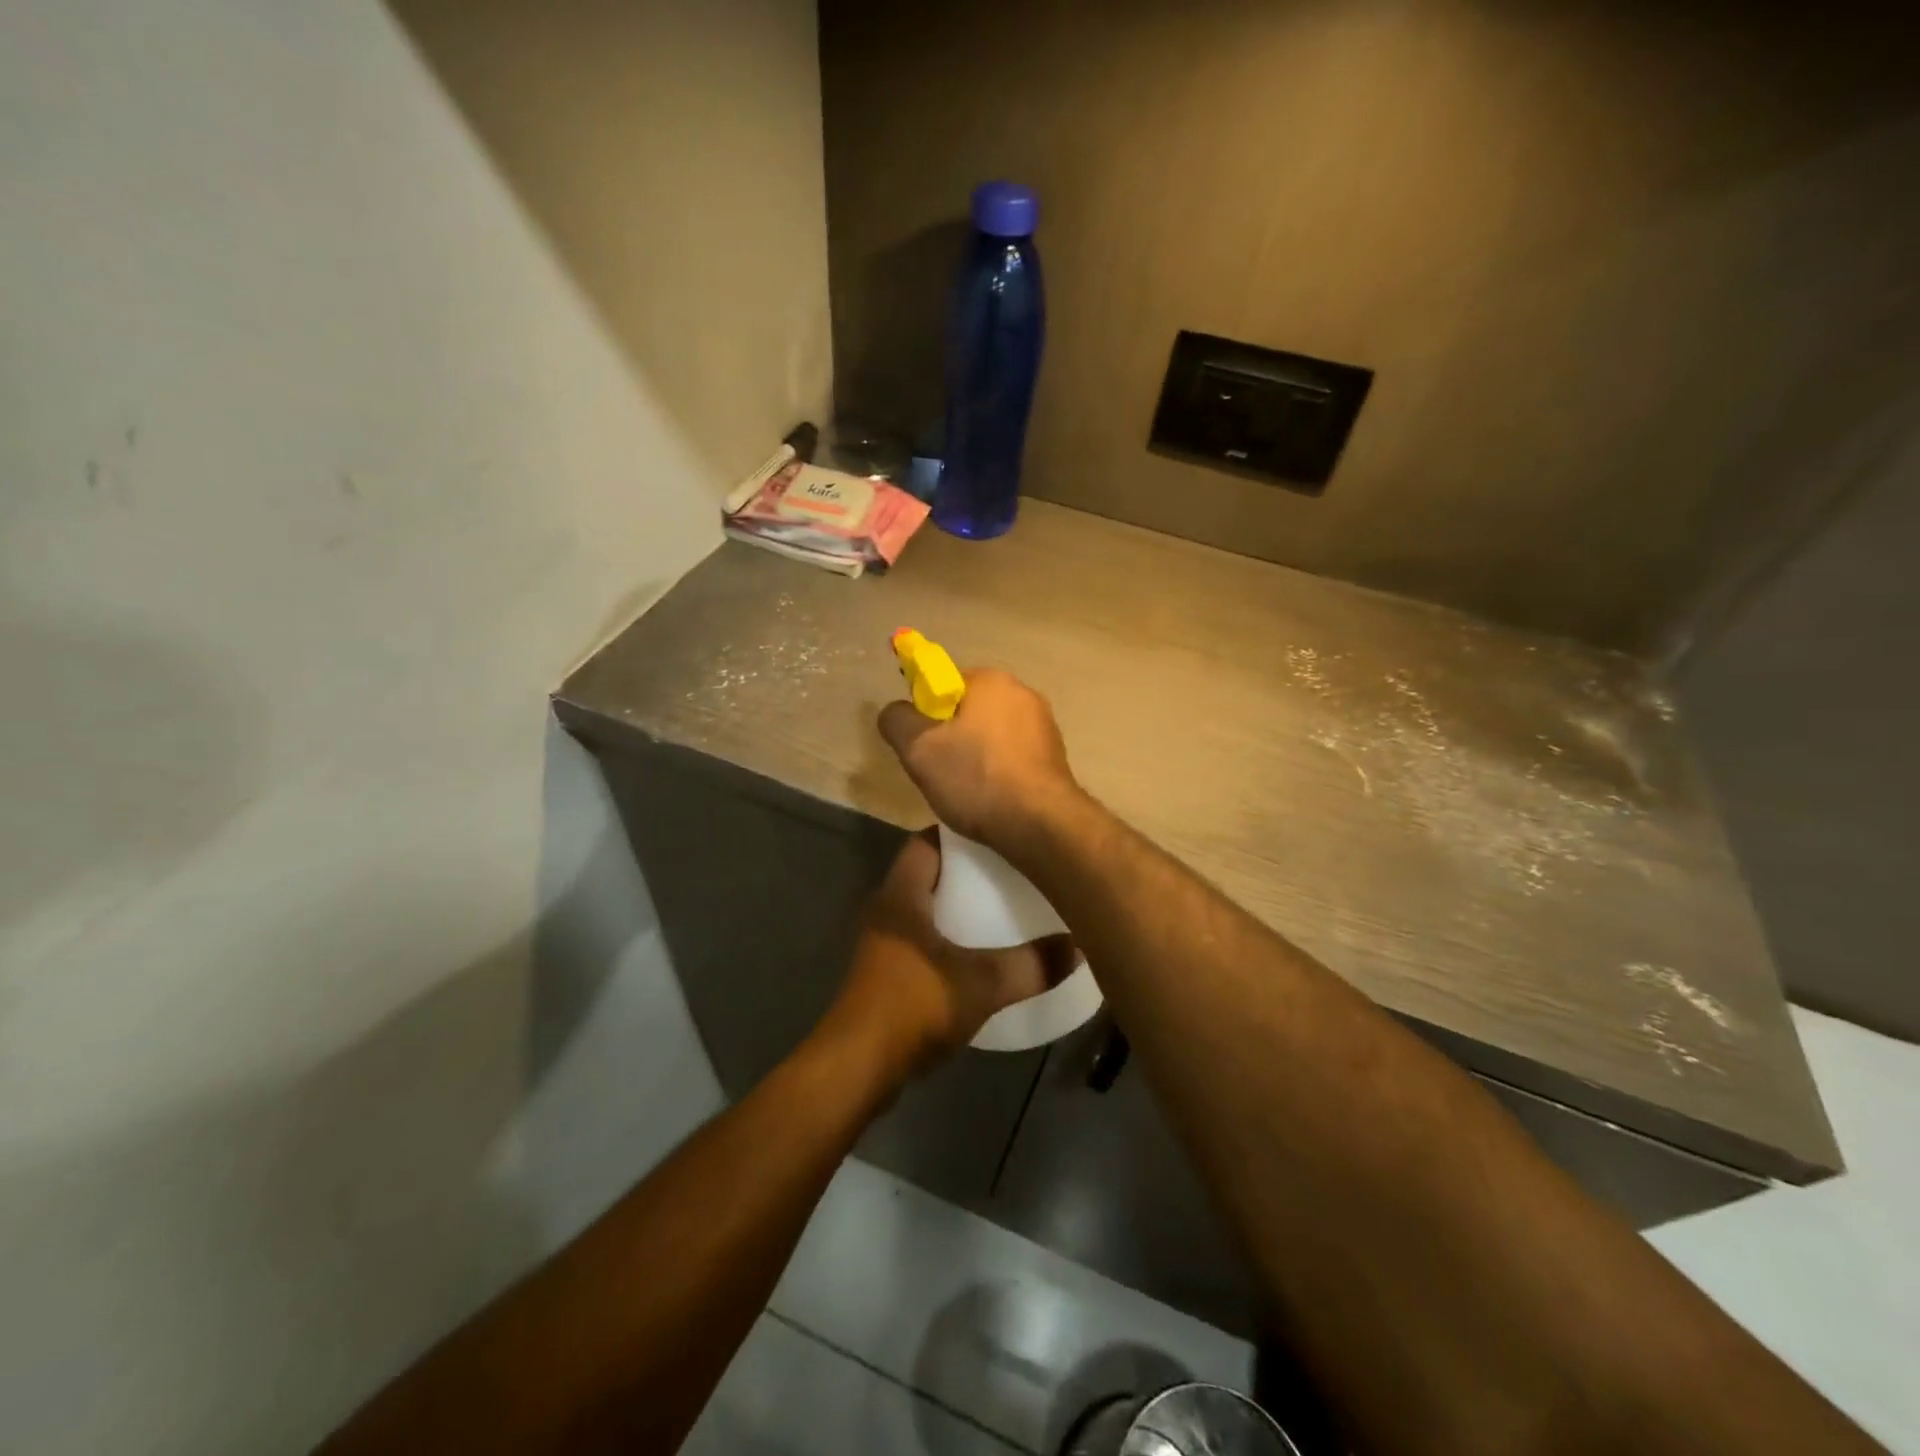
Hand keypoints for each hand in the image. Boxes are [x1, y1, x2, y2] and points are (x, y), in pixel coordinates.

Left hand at [825, 834, 1074, 1076]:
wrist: (857, 1068)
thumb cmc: (914, 1005)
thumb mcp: (982, 984)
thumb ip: (1031, 965)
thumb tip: (1078, 945)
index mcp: (901, 895)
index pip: (925, 843)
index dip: (958, 834)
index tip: (997, 833)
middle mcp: (886, 912)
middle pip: (927, 876)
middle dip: (965, 872)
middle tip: (1010, 872)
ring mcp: (882, 946)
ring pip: (923, 911)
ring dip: (955, 908)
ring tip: (1000, 909)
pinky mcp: (883, 977)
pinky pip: (920, 943)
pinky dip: (947, 941)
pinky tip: (976, 957)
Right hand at [877, 668, 1081, 853]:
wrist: (1040, 824)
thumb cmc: (976, 779)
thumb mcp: (918, 749)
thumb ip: (897, 720)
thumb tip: (895, 711)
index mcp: (991, 680)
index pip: (944, 682)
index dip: (925, 712)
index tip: (922, 744)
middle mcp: (1023, 693)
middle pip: (969, 708)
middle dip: (951, 735)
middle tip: (938, 770)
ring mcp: (1044, 724)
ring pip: (992, 734)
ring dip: (975, 755)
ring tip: (966, 790)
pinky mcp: (1055, 755)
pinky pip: (1013, 755)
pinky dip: (999, 770)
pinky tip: (993, 797)